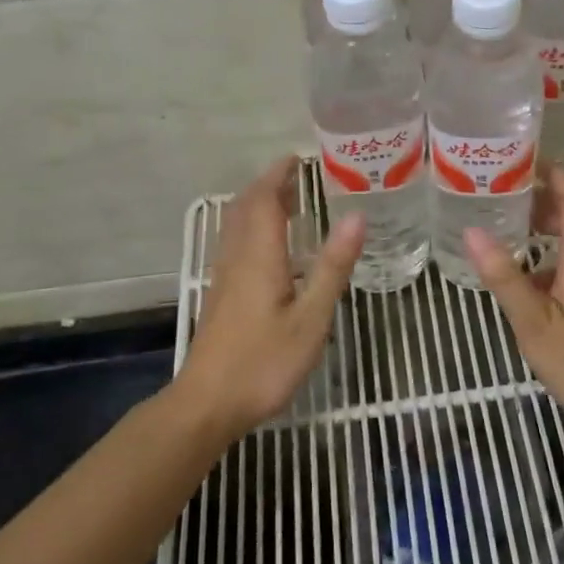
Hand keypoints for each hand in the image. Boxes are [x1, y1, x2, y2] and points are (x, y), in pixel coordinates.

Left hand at [173, 156, 366, 440]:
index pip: (265, 200)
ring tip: (286, 201)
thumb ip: (333, 267)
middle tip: (296, 176)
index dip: (279, 175)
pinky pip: (235, 244)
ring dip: (258, 205)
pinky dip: (253, 228)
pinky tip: (269, 247)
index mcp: (260, 256)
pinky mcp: (222, 296)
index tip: (298, 159)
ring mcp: (225, 277)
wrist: (207, 404)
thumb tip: (357, 217)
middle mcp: (238, 258)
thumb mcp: (311, 318)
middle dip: (268, 185)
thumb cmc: (264, 362)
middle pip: (246, 208)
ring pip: (237, 226)